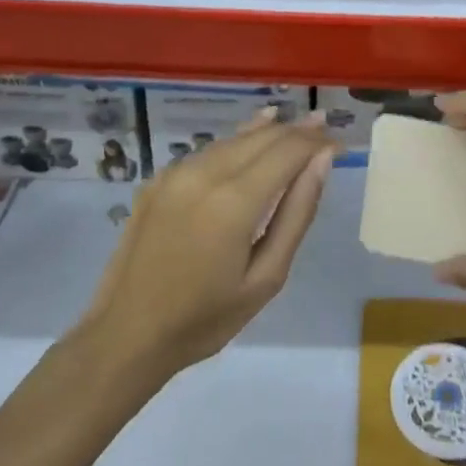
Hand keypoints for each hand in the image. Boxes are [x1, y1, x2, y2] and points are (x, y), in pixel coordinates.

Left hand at [83, 112, 332, 379]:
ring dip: (269, 133)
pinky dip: (239, 143)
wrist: (125, 335)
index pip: (289, 149)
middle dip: (298, 131)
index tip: (340, 144)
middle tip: (326, 130)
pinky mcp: (160, 177)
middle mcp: (206, 172)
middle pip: (264, 136)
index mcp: (234, 200)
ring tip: (298, 131)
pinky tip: (253, 138)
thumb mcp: (266, 277)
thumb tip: (322, 161)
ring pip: (236, 138)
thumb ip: (297, 213)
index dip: (317, 142)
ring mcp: (178, 170)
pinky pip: (211, 150)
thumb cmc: (204, 319)